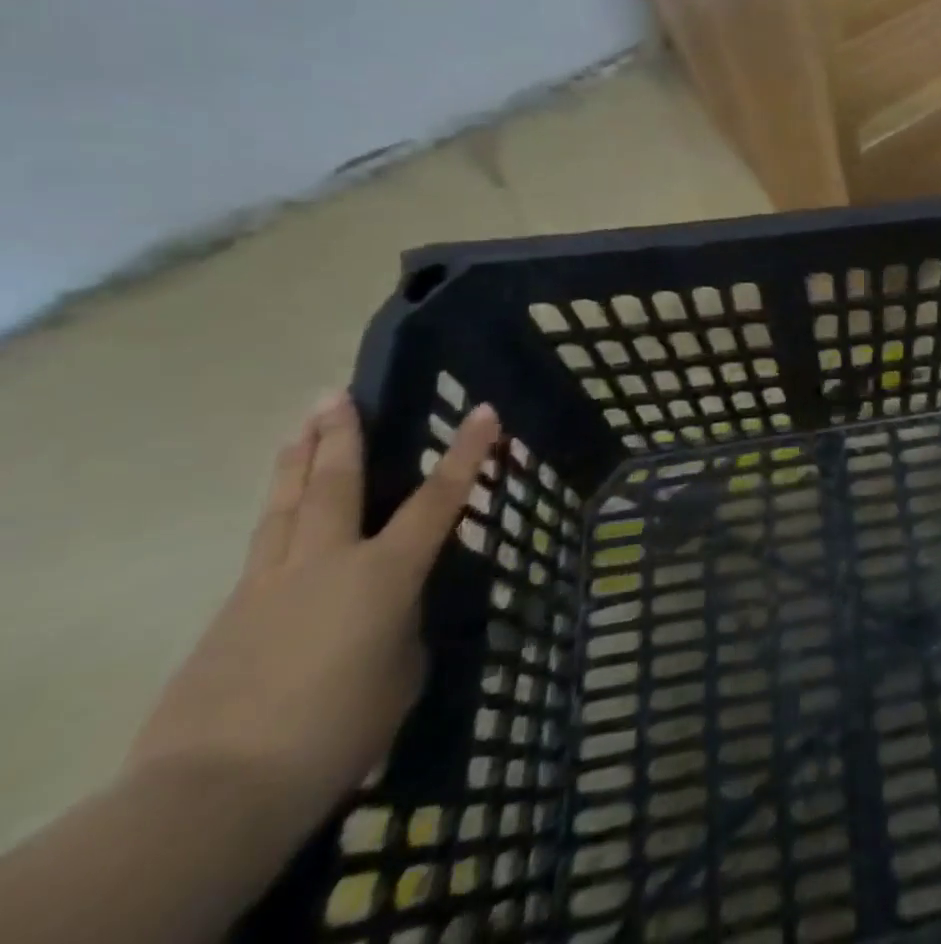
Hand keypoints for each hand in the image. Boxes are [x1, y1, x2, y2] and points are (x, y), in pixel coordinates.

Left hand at [126, 392, 497, 829]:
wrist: (212, 791)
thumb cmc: (337, 728)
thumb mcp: (400, 674)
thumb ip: (401, 630)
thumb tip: (388, 618)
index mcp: (383, 572)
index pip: (438, 499)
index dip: (466, 453)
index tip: (484, 411)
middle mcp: (326, 562)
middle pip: (336, 484)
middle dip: (343, 435)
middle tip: (337, 394)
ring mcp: (268, 585)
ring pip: (286, 507)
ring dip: (296, 461)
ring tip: (301, 425)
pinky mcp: (227, 616)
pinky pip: (262, 549)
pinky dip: (278, 516)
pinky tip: (281, 516)